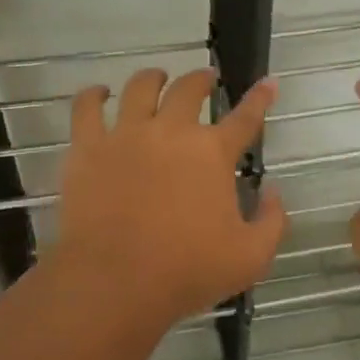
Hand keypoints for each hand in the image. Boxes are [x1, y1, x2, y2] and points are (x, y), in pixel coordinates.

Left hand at [53, 68, 286, 323]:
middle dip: (202, 79)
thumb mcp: (251, 256)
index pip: (245, 117)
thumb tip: (272, 192)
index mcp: (212, 153)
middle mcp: (170, 131)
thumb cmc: (187, 271)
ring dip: (154, 78)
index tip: (268, 82)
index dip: (260, 98)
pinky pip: (86, 108)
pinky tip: (99, 93)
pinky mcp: (87, 148)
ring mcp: (125, 135)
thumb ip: (272, 221)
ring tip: (157, 78)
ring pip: (140, 87)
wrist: (115, 282)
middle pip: (189, 89)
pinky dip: (94, 95)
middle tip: (206, 79)